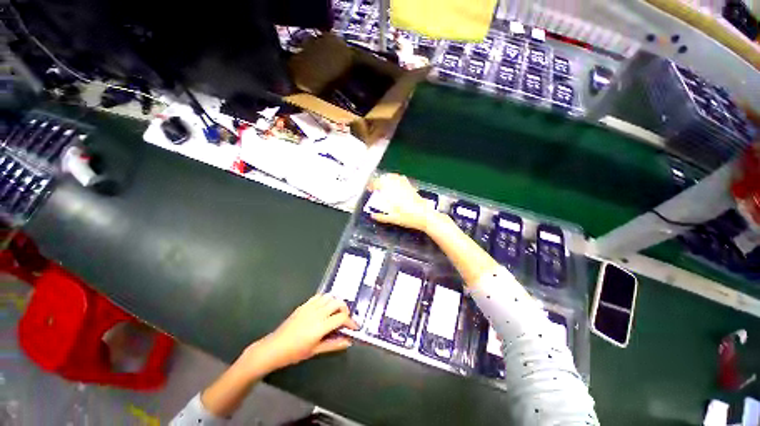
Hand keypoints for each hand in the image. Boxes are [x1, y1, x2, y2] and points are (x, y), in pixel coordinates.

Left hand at [241, 295, 358, 373]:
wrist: (275, 347)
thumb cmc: (295, 352)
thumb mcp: (316, 350)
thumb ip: (334, 344)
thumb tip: (348, 341)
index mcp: (321, 326)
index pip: (342, 317)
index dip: (351, 322)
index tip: (355, 327)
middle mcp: (318, 313)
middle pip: (338, 303)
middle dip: (345, 309)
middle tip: (345, 319)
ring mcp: (310, 307)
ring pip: (330, 297)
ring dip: (336, 302)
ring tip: (336, 312)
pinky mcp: (304, 305)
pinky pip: (319, 296)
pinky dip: (326, 299)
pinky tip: (325, 307)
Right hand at [368, 173, 437, 231]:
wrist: (425, 216)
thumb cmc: (408, 218)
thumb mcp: (393, 219)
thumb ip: (381, 217)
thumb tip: (373, 216)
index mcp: (392, 193)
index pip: (379, 183)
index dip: (372, 184)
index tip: (369, 188)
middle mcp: (398, 186)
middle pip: (386, 177)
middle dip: (379, 180)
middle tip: (375, 186)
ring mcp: (405, 185)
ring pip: (394, 176)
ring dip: (387, 178)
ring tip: (384, 184)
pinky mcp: (411, 187)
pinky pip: (401, 178)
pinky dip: (396, 179)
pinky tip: (395, 184)